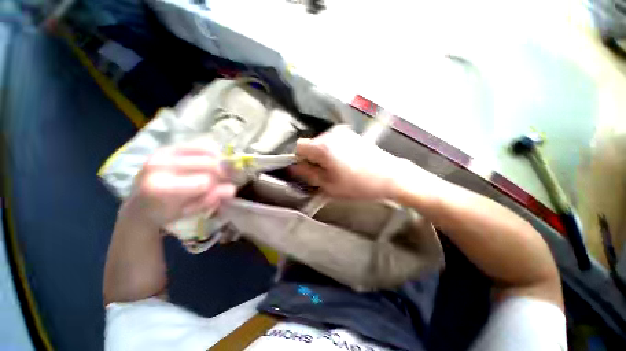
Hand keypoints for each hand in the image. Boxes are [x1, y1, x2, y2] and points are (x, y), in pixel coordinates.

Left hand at [123, 143, 235, 228]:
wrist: (139, 204)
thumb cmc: (166, 212)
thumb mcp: (189, 212)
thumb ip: (211, 199)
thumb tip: (232, 189)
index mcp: (161, 188)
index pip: (204, 182)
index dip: (216, 187)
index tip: (219, 191)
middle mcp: (159, 165)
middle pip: (208, 163)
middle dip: (222, 172)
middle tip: (226, 179)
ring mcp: (163, 152)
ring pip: (206, 150)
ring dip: (219, 161)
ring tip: (218, 171)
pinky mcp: (168, 147)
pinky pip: (199, 144)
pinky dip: (212, 152)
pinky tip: (211, 161)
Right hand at [291, 125, 404, 199]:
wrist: (389, 176)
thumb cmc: (358, 184)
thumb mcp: (329, 186)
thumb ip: (308, 175)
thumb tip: (294, 167)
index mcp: (323, 147)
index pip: (299, 146)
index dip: (300, 159)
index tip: (310, 171)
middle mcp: (331, 134)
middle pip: (311, 144)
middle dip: (313, 158)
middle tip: (326, 173)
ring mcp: (342, 132)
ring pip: (321, 143)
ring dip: (323, 155)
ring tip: (338, 168)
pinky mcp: (351, 133)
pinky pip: (333, 141)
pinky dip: (333, 151)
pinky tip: (346, 161)